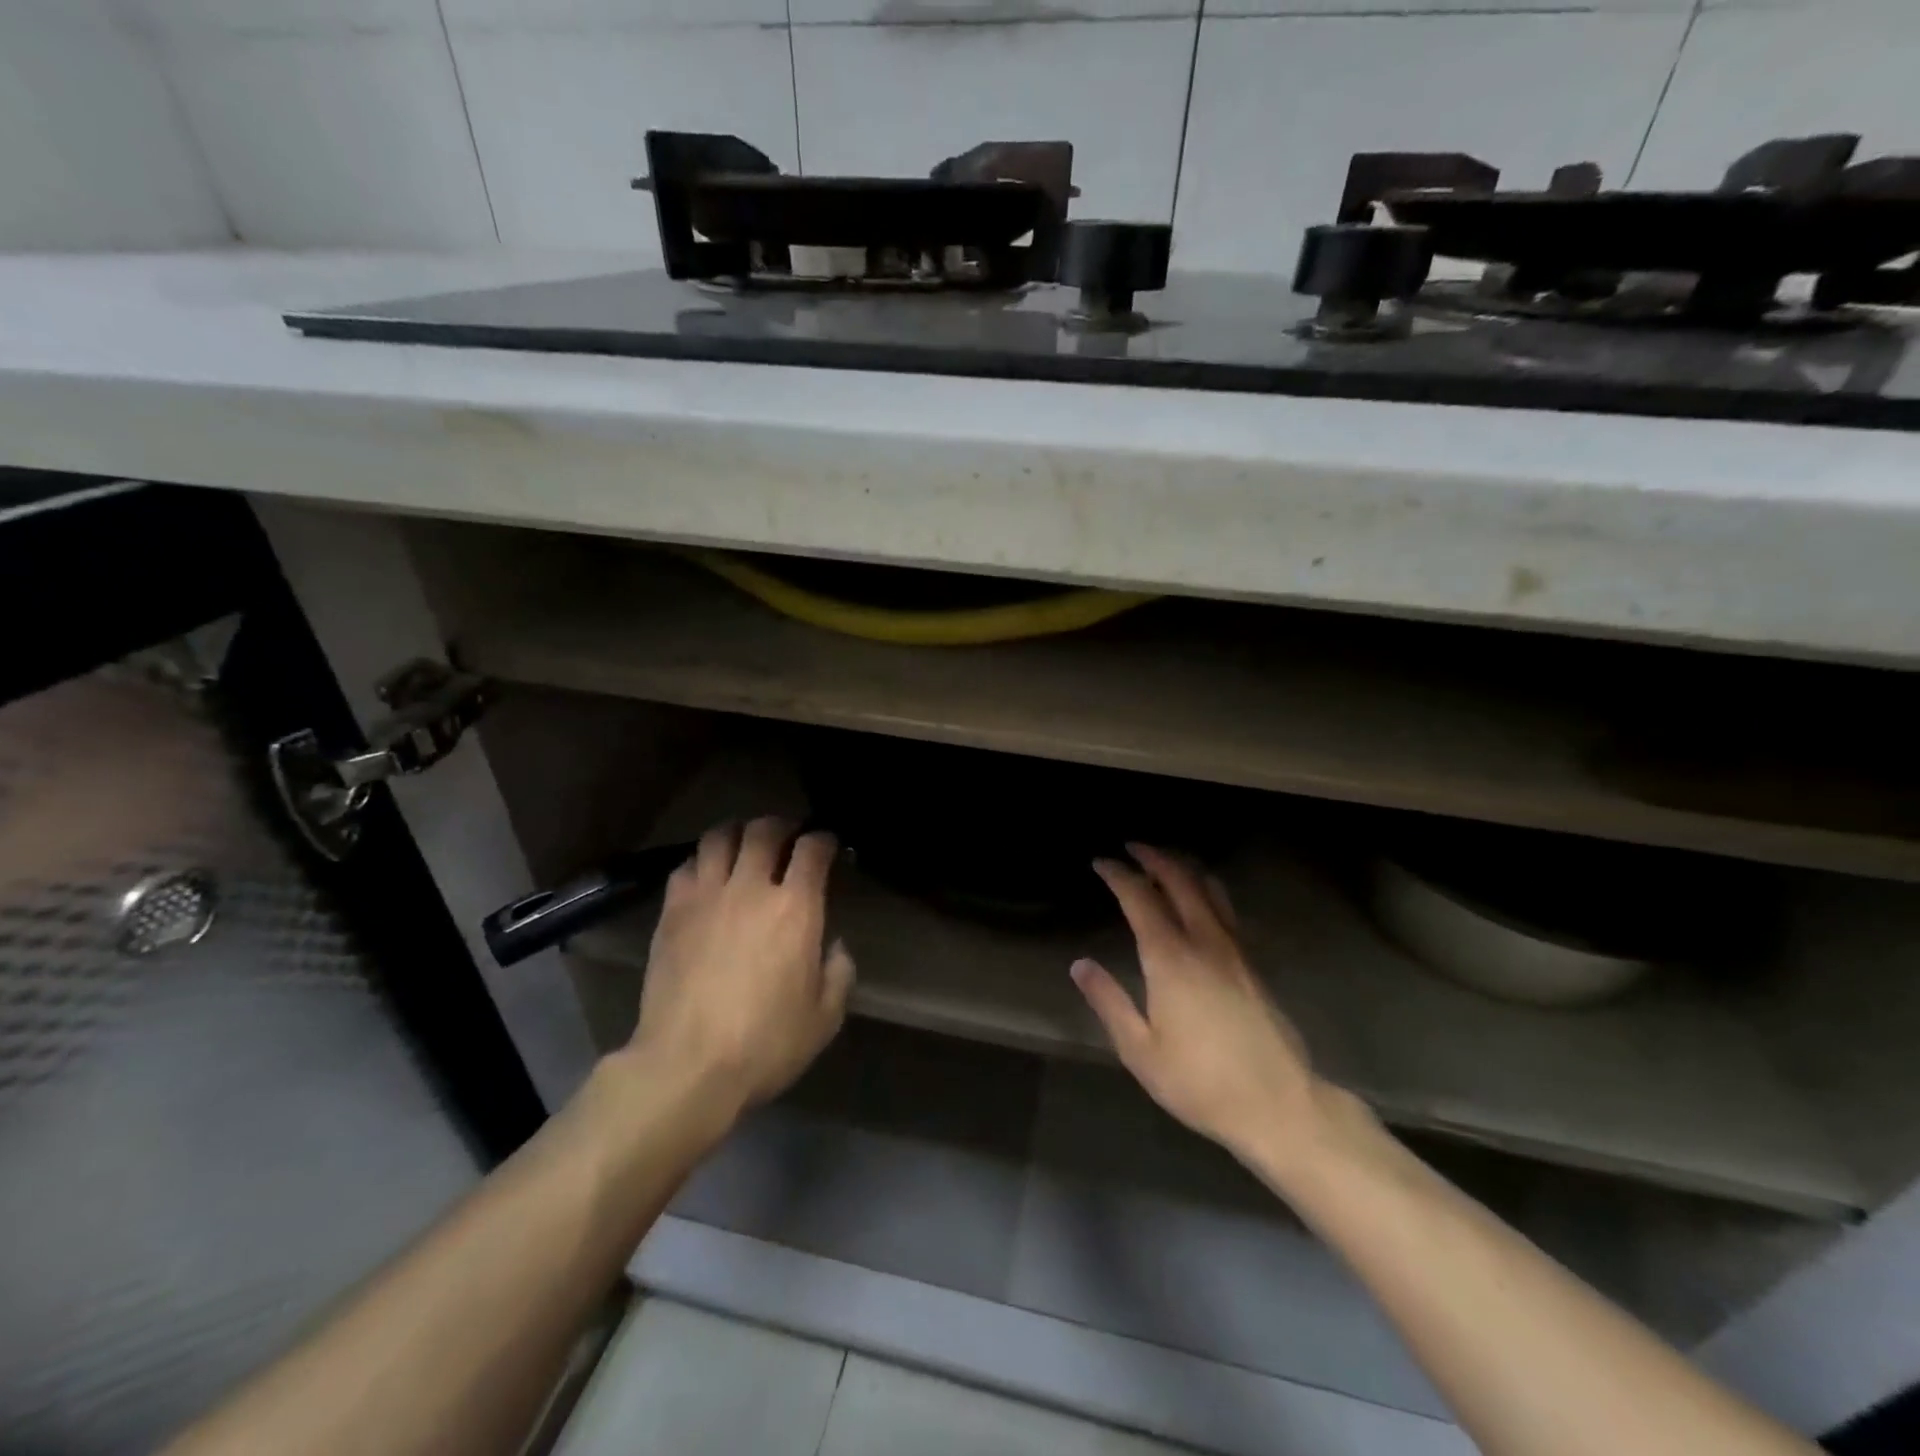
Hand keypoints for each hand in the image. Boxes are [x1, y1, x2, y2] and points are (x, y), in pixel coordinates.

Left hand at [630, 816, 854, 1115]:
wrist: (686, 1065)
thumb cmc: (765, 1043)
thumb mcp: (824, 1018)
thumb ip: (839, 973)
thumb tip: (834, 947)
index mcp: (795, 908)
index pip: (812, 850)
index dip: (824, 839)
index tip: (827, 844)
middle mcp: (750, 888)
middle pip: (764, 831)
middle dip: (781, 825)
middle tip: (787, 836)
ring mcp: (706, 897)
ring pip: (719, 837)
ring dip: (737, 833)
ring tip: (744, 844)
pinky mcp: (672, 913)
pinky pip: (685, 866)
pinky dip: (701, 860)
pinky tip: (707, 875)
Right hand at [1071, 844, 1327, 1170]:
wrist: (1279, 1105)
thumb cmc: (1200, 1082)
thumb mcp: (1140, 1051)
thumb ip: (1109, 1002)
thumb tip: (1080, 965)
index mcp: (1171, 959)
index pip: (1140, 899)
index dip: (1119, 875)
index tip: (1101, 862)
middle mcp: (1204, 942)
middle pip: (1180, 880)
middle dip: (1154, 857)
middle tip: (1132, 847)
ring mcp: (1235, 950)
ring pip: (1210, 889)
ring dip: (1184, 867)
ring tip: (1164, 863)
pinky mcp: (1253, 964)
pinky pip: (1226, 909)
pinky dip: (1206, 889)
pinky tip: (1200, 901)